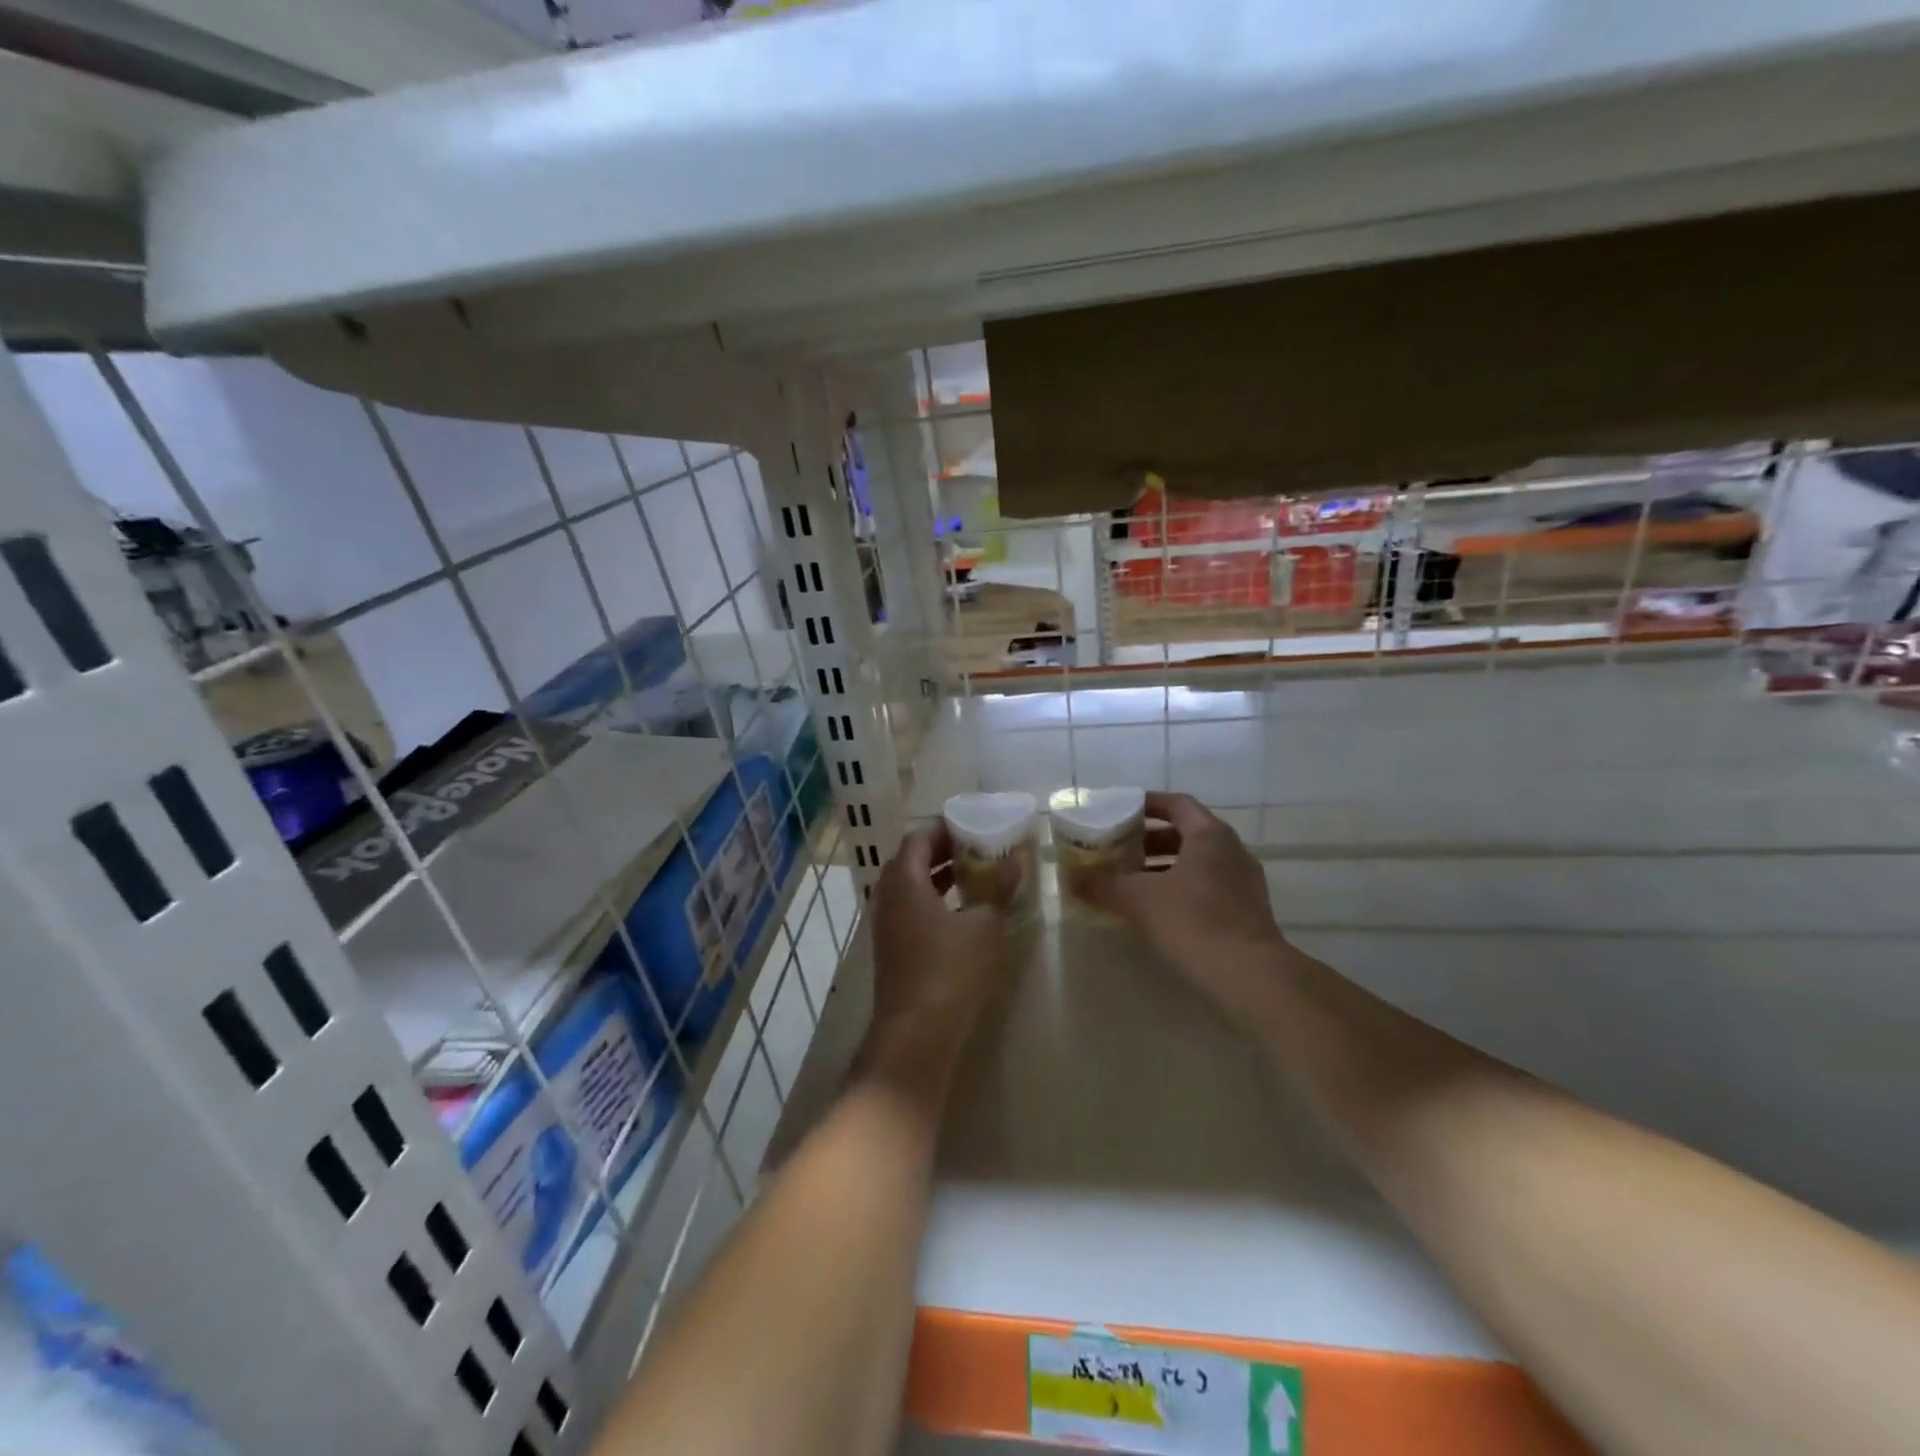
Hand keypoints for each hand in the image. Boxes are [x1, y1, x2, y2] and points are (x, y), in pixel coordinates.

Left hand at [857, 823, 1010, 1098]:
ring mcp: (887, 925)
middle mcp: (888, 897)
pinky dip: (936, 900)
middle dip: (945, 850)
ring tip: (977, 875)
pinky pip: (913, 910)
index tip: (975, 825)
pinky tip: (964, 913)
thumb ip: (997, 888)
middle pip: (913, 860)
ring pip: (912, 887)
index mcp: (905, 881)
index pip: (919, 837)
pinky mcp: (893, 949)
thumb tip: (1014, 861)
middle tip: (979, 847)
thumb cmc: (950, 971)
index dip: (945, 827)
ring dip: (941, 877)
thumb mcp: (984, 926)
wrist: (916, 1035)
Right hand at [1081, 792, 1287, 1022]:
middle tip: (1120, 850)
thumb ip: (1102, 885)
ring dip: (1165, 866)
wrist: (1251, 976)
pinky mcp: (1248, 910)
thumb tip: (1069, 878)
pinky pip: (1209, 886)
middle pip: (1186, 832)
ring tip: (1133, 882)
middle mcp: (1232, 849)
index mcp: (1209, 834)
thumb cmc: (1194, 922)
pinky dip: (1182, 888)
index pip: (1176, 804)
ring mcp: (1244, 881)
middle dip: (1151, 840)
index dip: (1147, 804)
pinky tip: (1160, 911)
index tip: (1120, 812)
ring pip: (1198, 861)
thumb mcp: (1138, 899)